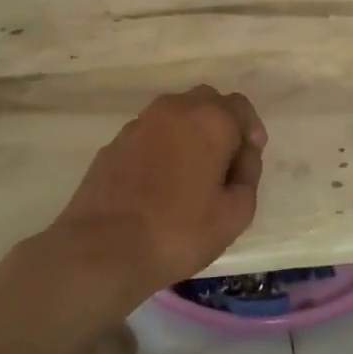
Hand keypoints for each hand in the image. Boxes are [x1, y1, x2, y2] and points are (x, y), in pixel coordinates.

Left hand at [50, 86, 266, 300]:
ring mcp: (138, 125)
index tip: (248, 160)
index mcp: (209, 119)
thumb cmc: (179, 232)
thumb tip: (242, 154)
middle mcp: (173, 110)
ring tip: (191, 175)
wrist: (101, 251)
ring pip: (175, 116)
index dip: (251, 131)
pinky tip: (159, 184)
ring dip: (189, 134)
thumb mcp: (236, 212)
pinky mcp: (113, 145)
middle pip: (206, 102)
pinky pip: (149, 136)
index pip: (240, 107)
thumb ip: (248, 174)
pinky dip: (162, 148)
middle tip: (224, 164)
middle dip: (221, 125)